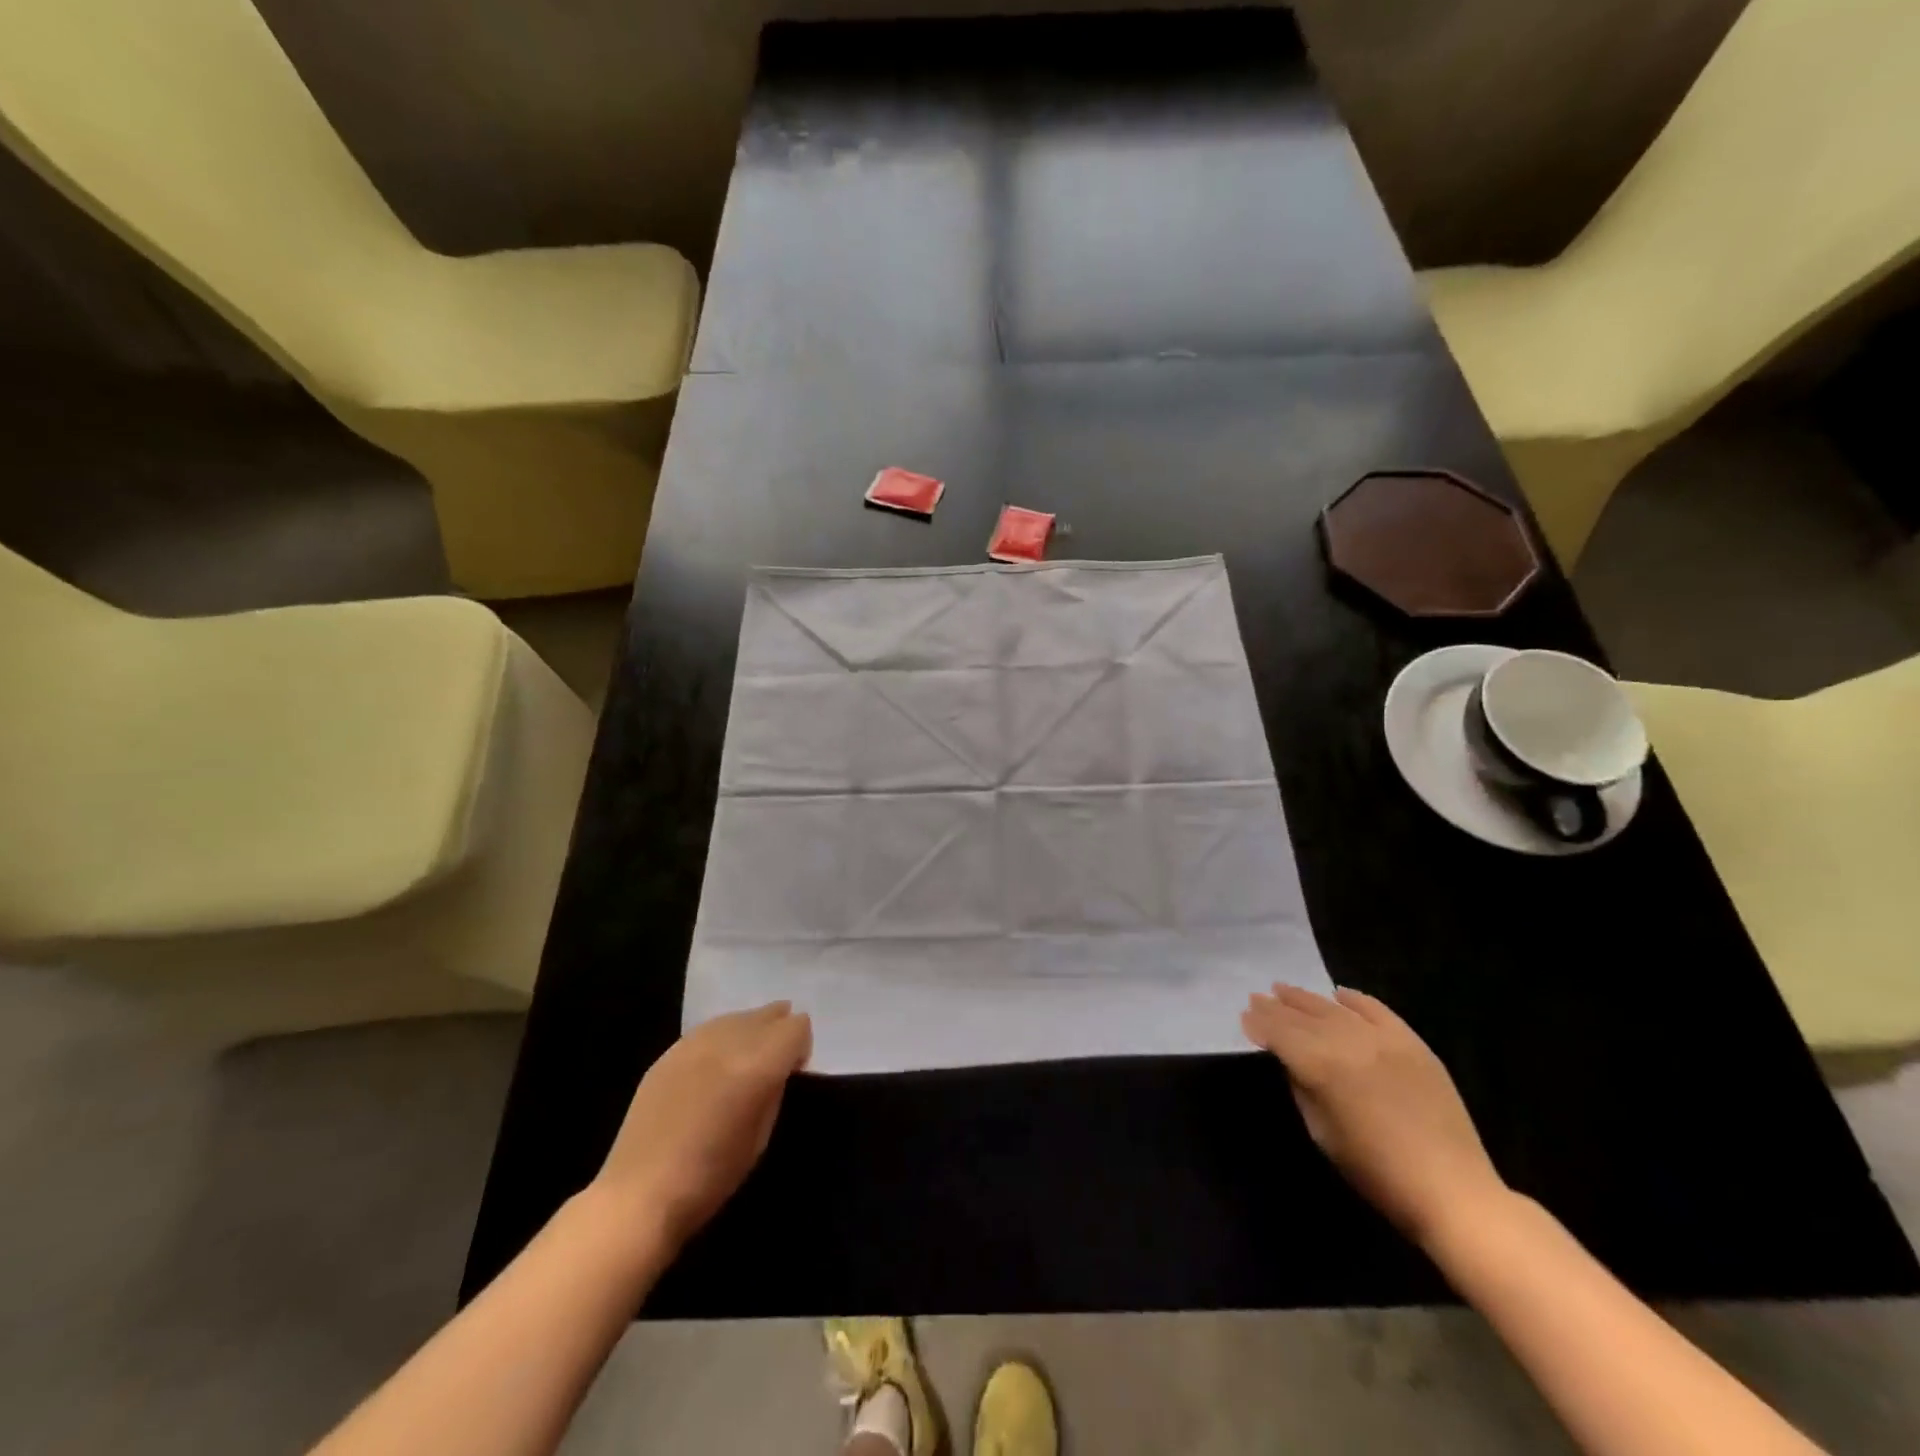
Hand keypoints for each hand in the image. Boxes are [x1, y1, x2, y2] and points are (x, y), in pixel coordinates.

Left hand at [589, 1002, 811, 1252]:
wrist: (640, 1194)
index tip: (794, 1070)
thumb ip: (775, 1089)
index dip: (801, 1046)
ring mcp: (695, 1042)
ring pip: (738, 1016)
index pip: (797, 1026)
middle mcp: (729, 1042)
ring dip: (749, 1032)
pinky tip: (713, 1068)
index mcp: (758, 1065)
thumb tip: (780, 1067)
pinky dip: (721, 1040)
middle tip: (773, 1064)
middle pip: (769, 1014)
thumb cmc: (711, 1177)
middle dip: (778, 1032)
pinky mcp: (669, 1051)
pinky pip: (708, 1029)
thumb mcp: (762, 1136)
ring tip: (743, 1063)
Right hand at [1242, 985, 1508, 1246]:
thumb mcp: (1322, 1133)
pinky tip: (1339, 994)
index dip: (1259, 1024)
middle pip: (1303, 1016)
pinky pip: (1377, 1010)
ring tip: (1284, 990)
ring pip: (1334, 1008)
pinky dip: (1355, 999)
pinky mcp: (1413, 1043)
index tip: (1244, 1018)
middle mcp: (1349, 1041)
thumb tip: (1290, 1061)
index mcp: (1322, 1066)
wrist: (1453, 1191)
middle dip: (1277, 1007)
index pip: (1279, 1033)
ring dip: (1306, 999)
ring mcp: (1384, 1039)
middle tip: (1256, 999)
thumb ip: (1302, 1088)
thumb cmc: (1377, 1173)